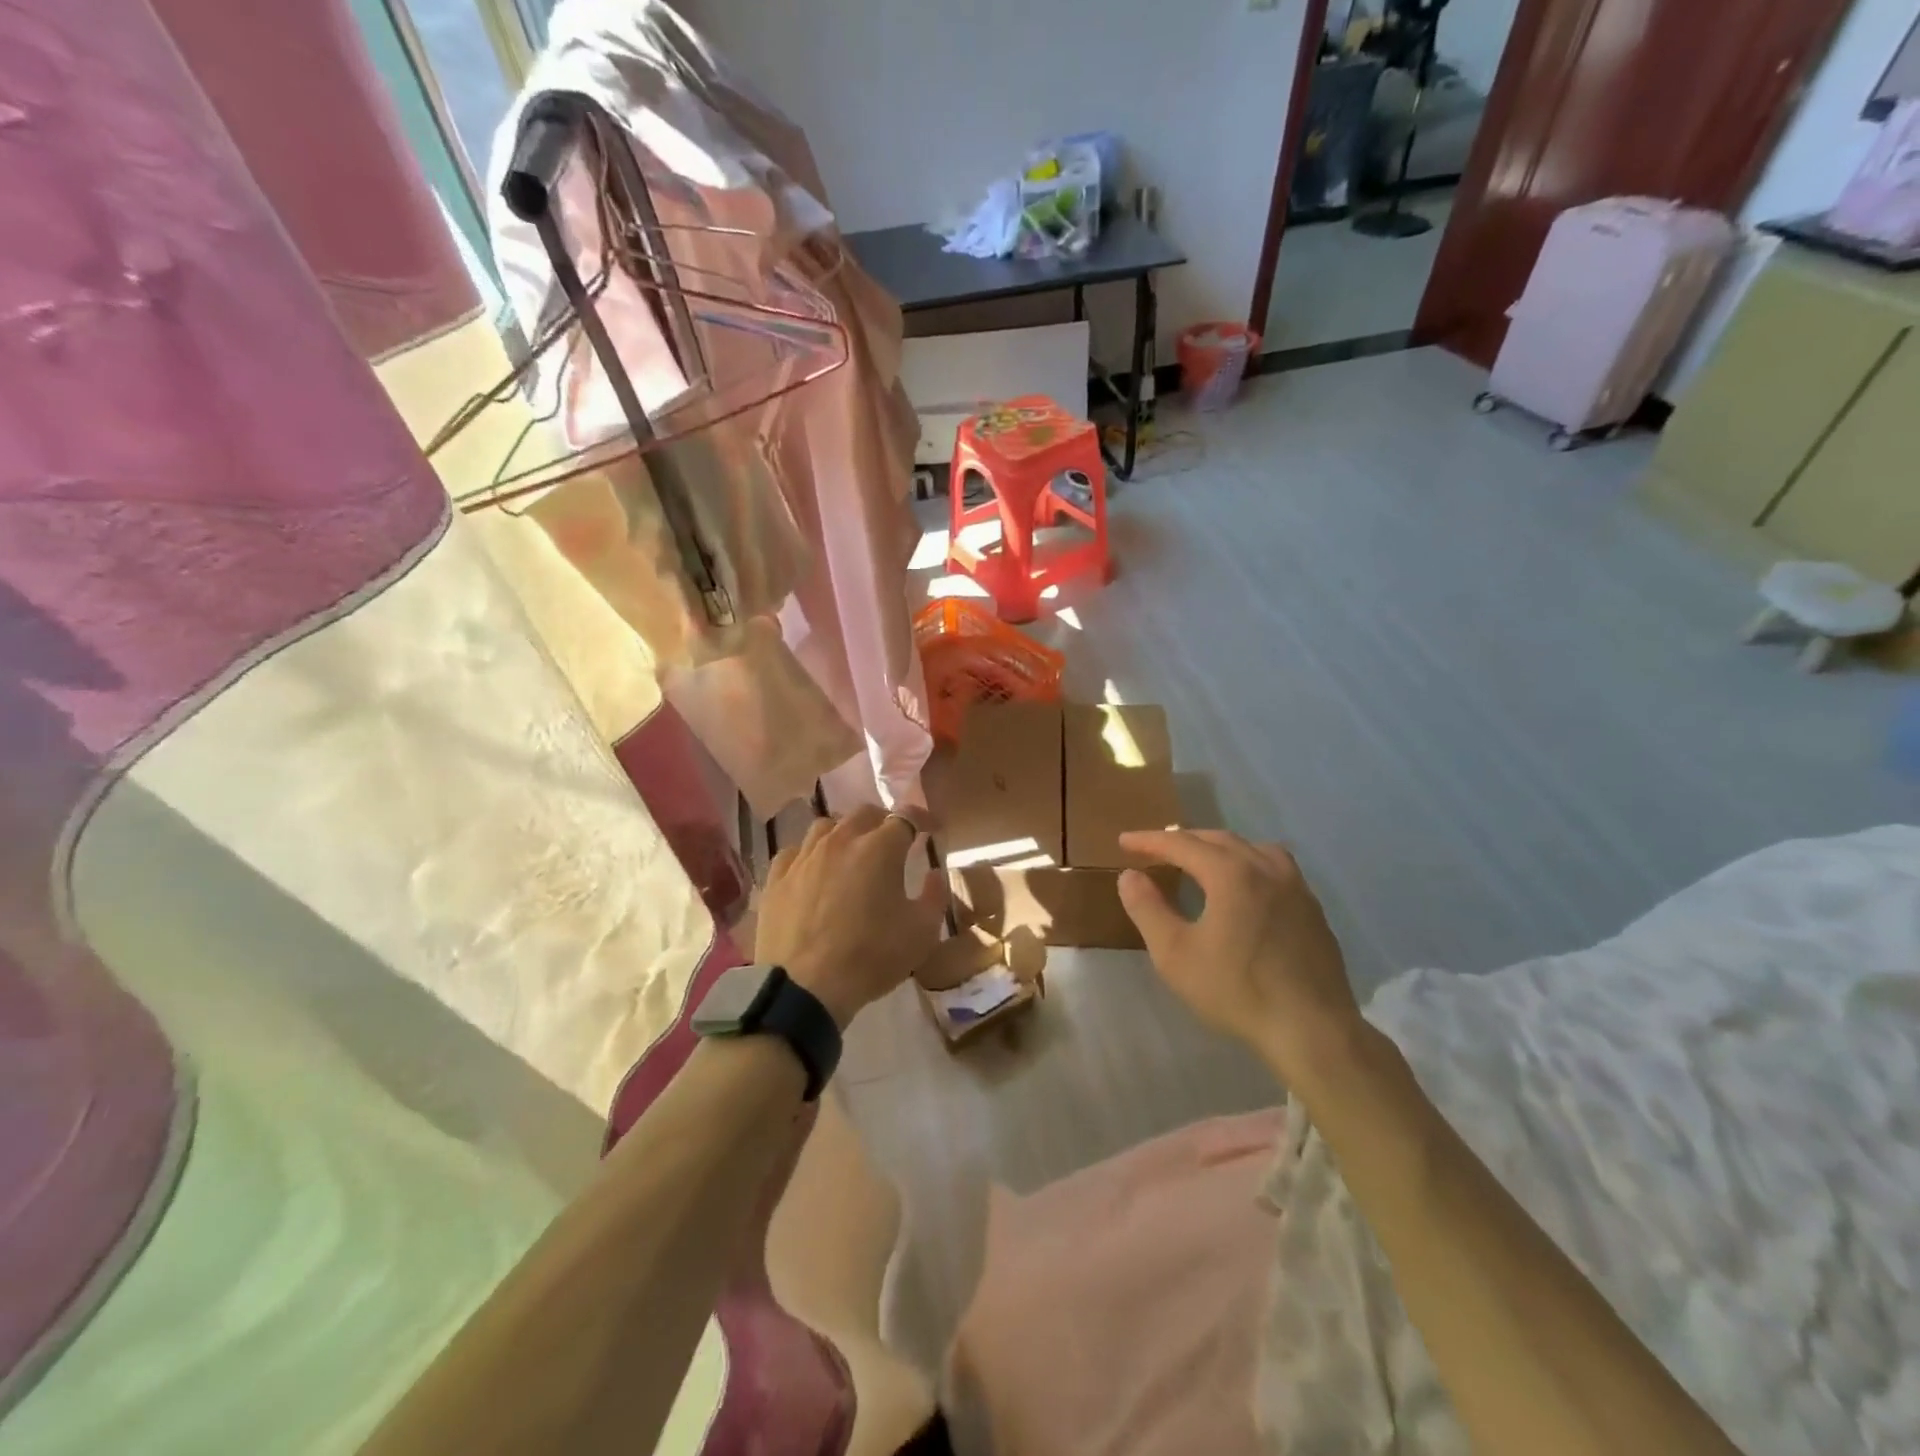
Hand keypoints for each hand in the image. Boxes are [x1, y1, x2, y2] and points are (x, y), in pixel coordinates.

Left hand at [757, 805, 945, 1028]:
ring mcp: (804, 857)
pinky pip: (794, 852)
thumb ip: (934, 896)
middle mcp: (840, 841)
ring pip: (825, 826)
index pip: (906, 817)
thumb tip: (934, 873)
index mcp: (880, 849)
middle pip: (864, 814)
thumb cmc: (871, 957)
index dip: (923, 818)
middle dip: (883, 821)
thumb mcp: (922, 933)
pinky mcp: (776, 878)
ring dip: (844, 833)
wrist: (805, 988)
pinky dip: (809, 855)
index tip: (932, 829)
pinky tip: (812, 871)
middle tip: (892, 841)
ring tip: (850, 852)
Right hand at [1117, 829, 1365, 1090]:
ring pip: (1252, 848)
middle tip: (1156, 848)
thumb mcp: (1175, 954)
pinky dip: (1249, 862)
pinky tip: (1245, 886)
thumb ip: (1148, 909)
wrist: (1312, 1029)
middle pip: (1218, 839)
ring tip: (1201, 859)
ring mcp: (1295, 887)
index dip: (1150, 841)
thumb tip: (1129, 875)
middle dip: (1183, 839)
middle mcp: (1266, 868)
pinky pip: (1275, 867)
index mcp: (1231, 873)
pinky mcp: (1312, 909)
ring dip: (1219, 847)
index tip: (1124, 841)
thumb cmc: (1236, 990)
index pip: (1182, 844)